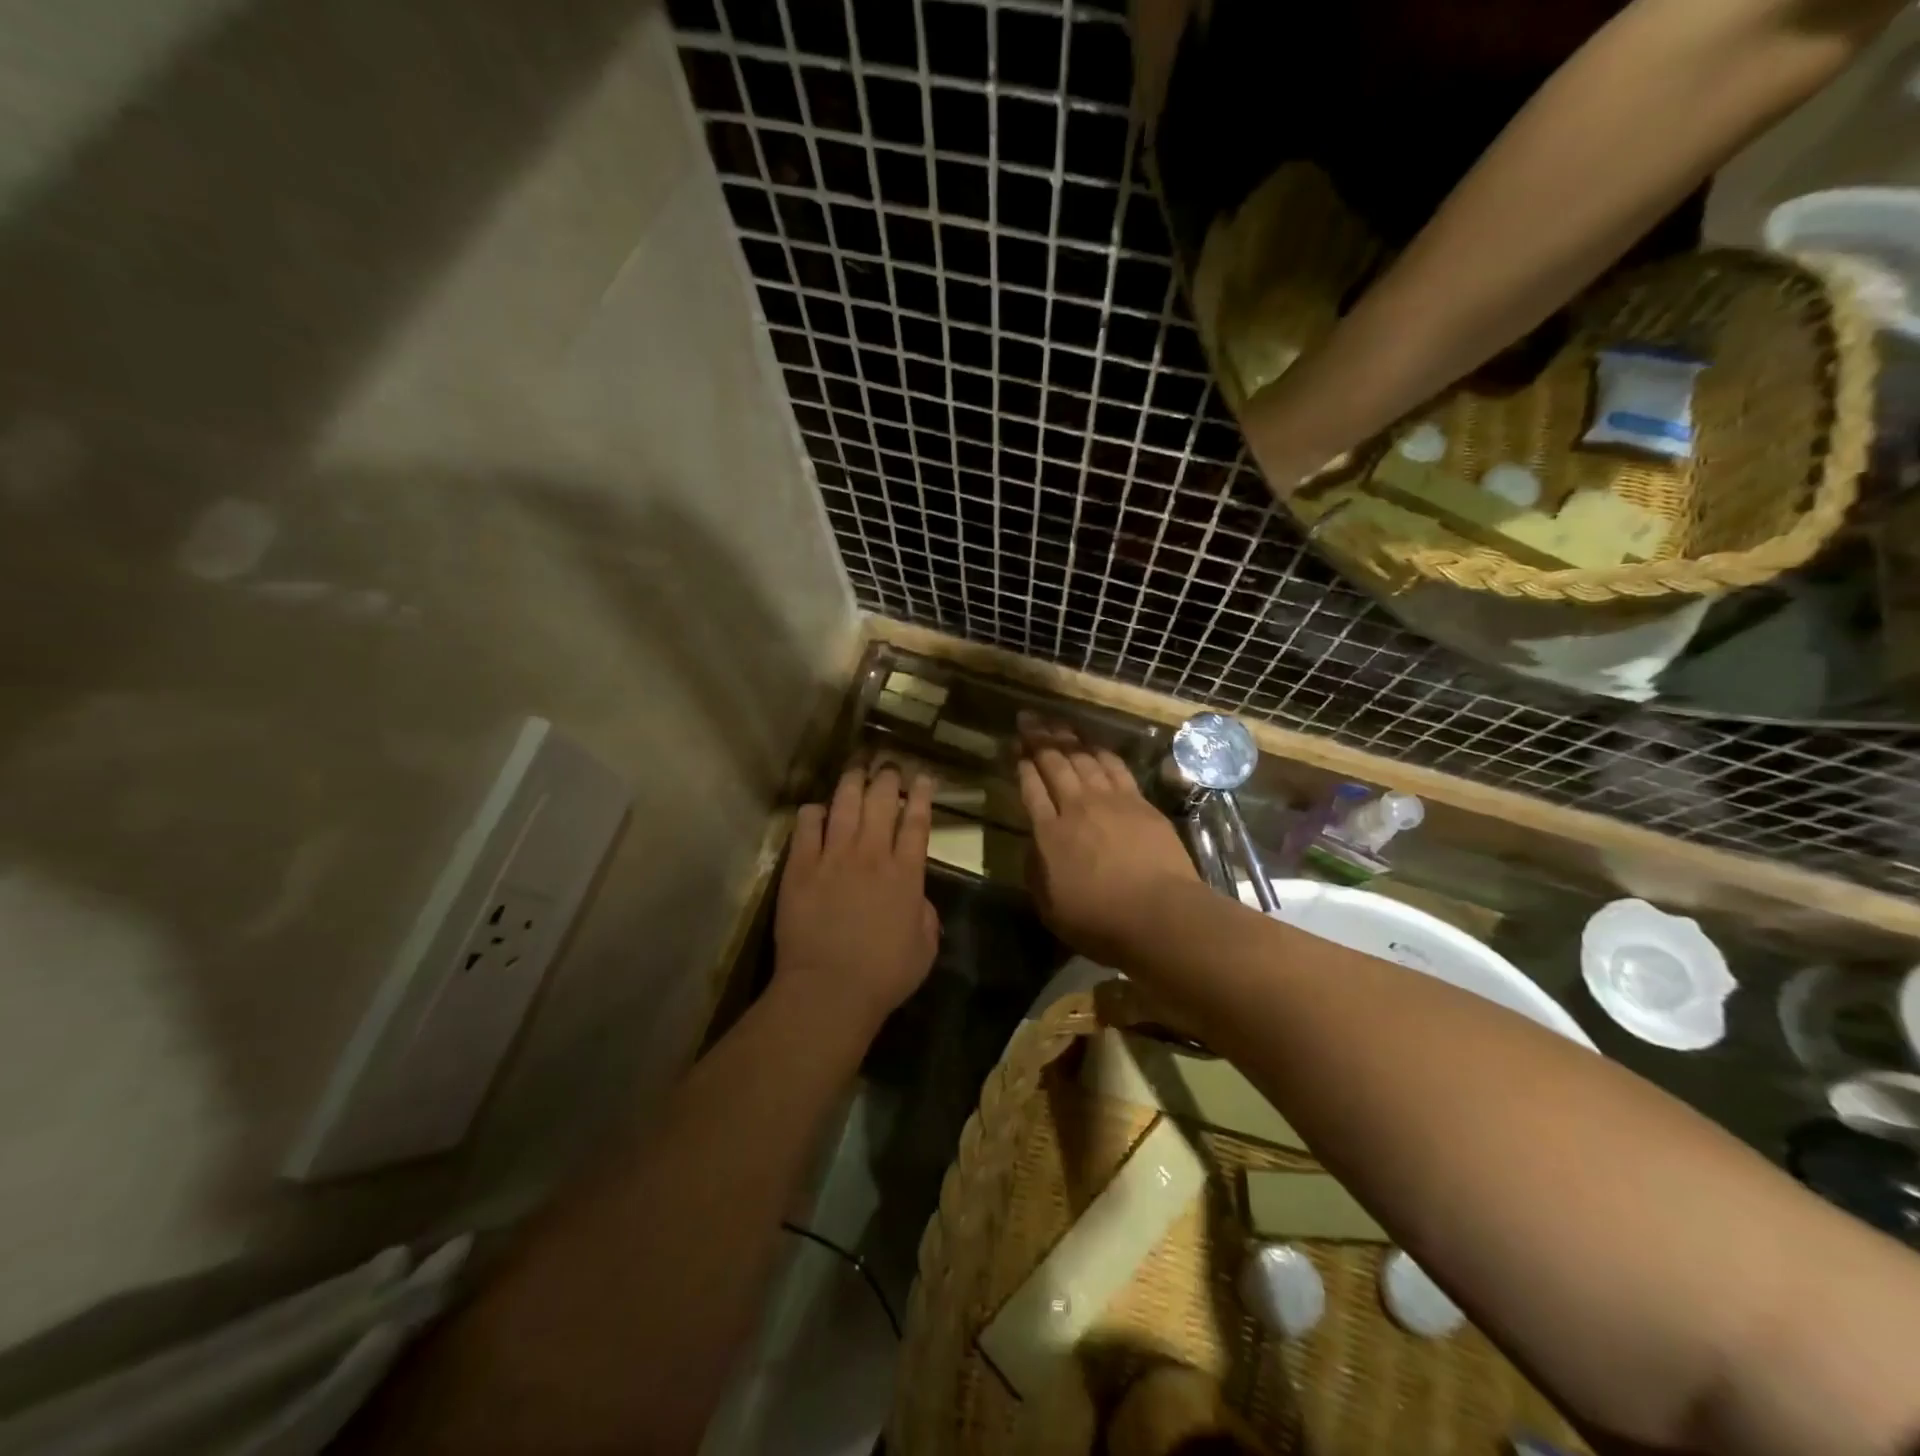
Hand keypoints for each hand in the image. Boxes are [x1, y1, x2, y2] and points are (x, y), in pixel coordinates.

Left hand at [775, 765, 939, 1035]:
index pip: (917, 822)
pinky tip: (817, 810)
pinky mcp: (801, 866)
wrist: (829, 989)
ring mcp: (834, 856)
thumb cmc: (884, 975)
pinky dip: (814, 812)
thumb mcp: (925, 949)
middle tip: (889, 766)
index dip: (922, 795)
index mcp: (906, 873)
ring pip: (845, 803)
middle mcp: (872, 854)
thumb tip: (918, 899)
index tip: (924, 777)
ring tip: (857, 769)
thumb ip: (926, 917)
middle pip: (882, 801)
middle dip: (888, 778)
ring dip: (853, 782)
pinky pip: (807, 824)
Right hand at [1015, 719, 1197, 964]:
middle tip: (1028, 719)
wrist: (1160, 915)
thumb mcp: (1050, 908)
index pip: (1031, 789)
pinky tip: (1094, 743)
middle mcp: (1076, 807)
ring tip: (1056, 723)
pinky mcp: (1139, 802)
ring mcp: (1110, 801)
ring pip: (1084, 759)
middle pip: (1054, 764)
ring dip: (1067, 738)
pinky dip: (1101, 751)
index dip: (1022, 766)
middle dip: (1038, 739)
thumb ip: (1036, 871)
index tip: (1015, 749)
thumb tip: (1035, 845)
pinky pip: (1115, 767)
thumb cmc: (1100, 921)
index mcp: (1049, 834)